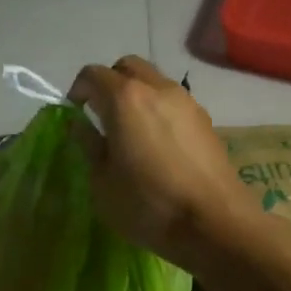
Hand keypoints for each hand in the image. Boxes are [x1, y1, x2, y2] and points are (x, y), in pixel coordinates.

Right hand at [67, 56, 248, 271]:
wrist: (215, 223)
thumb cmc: (148, 204)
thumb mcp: (102, 182)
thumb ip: (89, 146)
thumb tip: (80, 126)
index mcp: (124, 98)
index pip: (92, 74)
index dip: (78, 90)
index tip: (75, 113)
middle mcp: (157, 88)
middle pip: (127, 67)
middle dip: (109, 83)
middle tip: (100, 114)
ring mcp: (186, 101)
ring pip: (153, 81)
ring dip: (136, 94)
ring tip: (130, 130)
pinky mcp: (205, 120)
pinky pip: (173, 101)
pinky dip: (158, 109)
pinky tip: (157, 143)